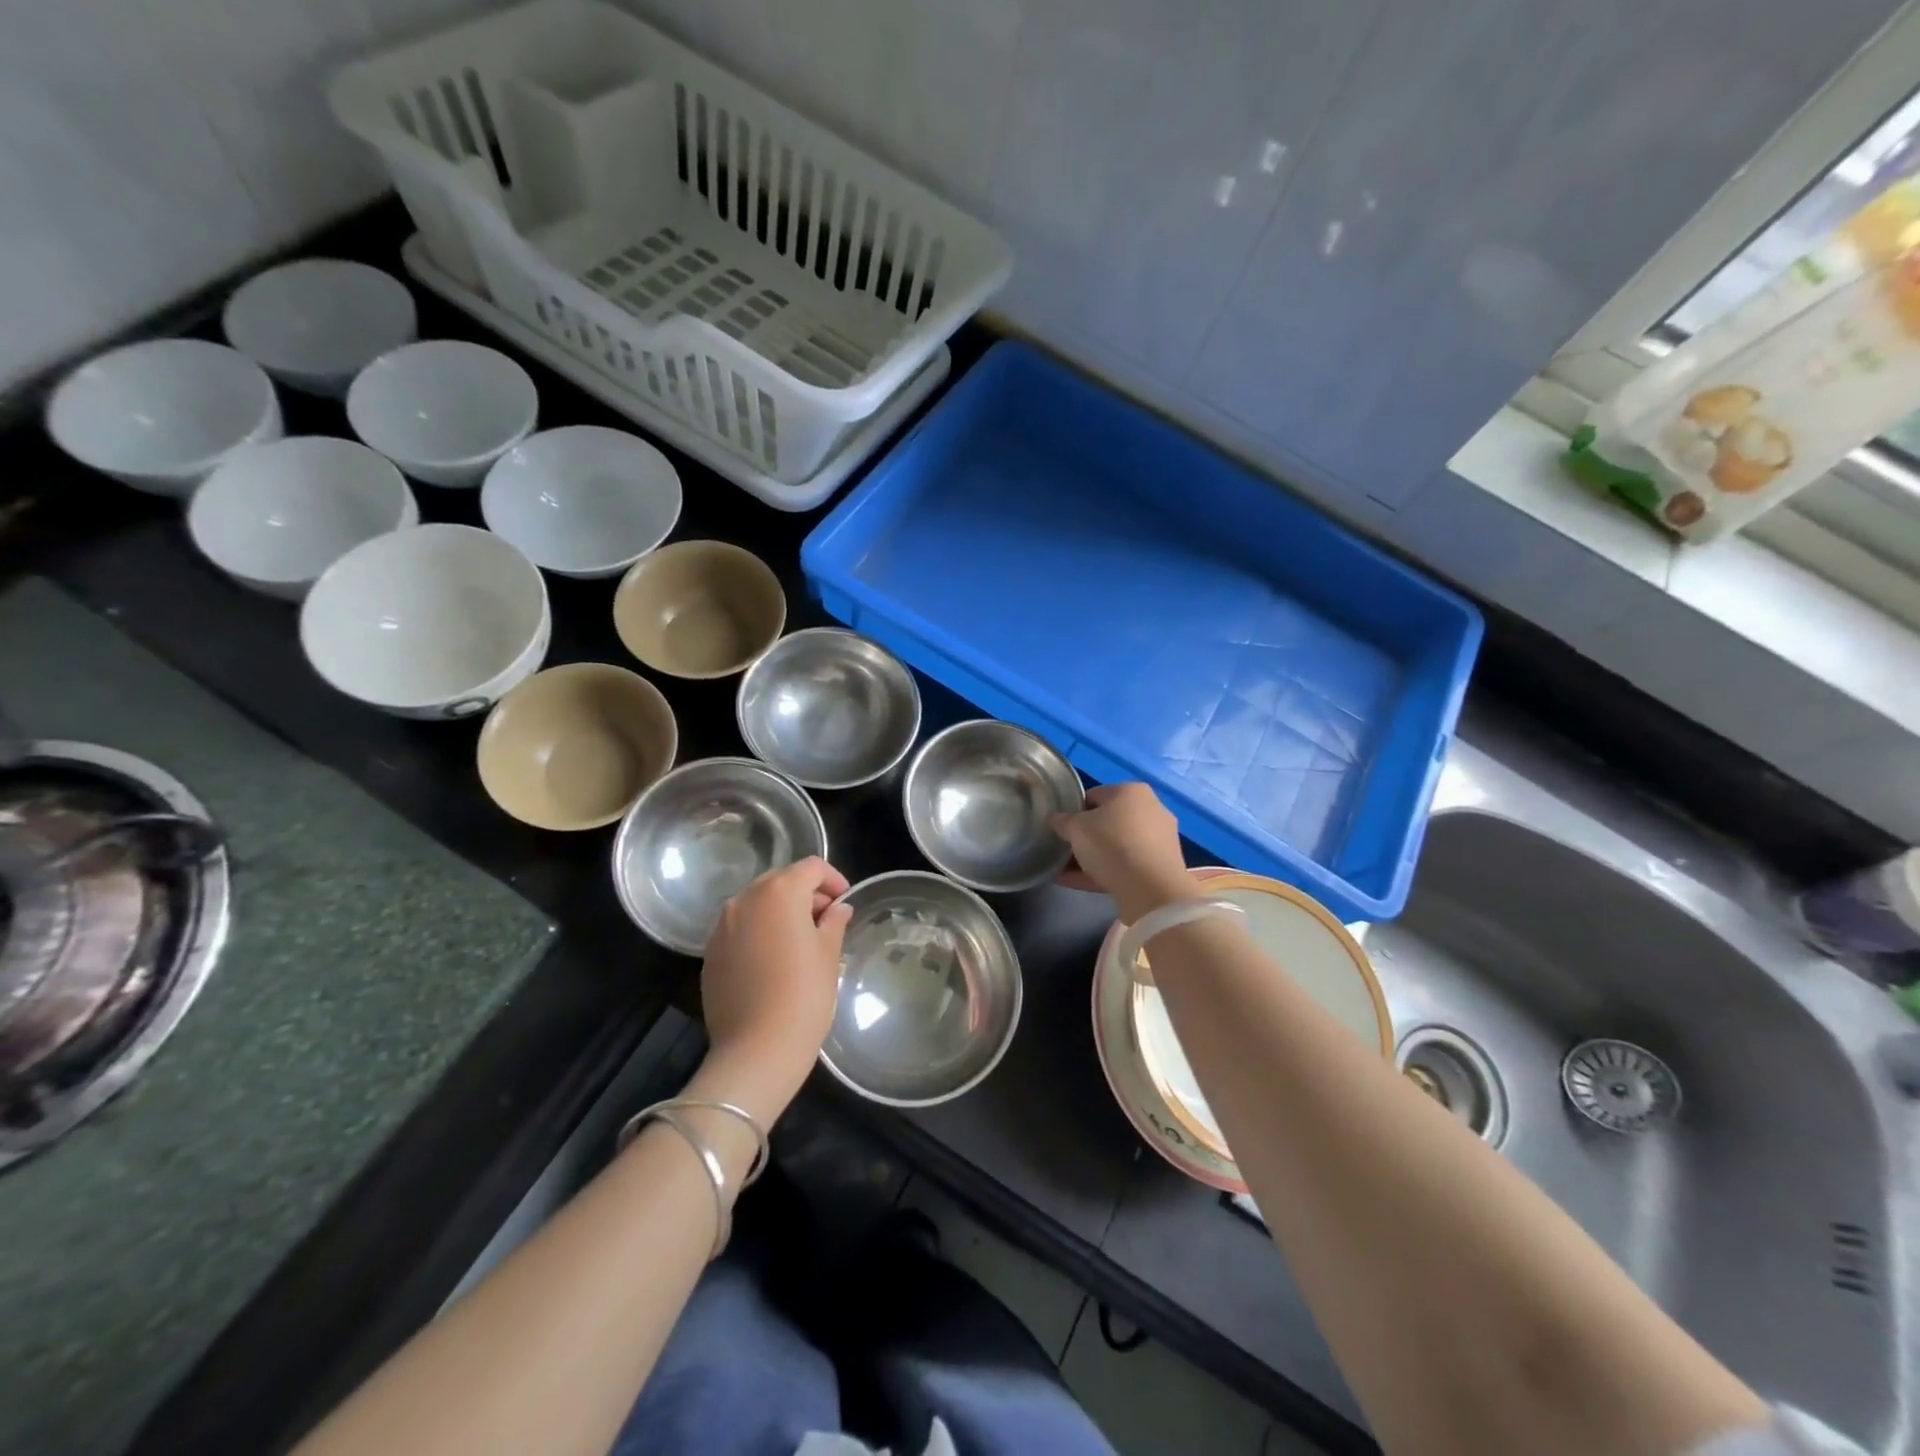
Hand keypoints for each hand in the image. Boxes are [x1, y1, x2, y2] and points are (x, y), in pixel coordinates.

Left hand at [698, 856, 852, 1112]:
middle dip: (805, 894)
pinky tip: (773, 960)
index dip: (833, 879)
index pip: (811, 867)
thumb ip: (834, 922)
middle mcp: (745, 899)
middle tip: (826, 920)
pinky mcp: (710, 953)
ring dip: (779, 912)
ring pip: (756, 904)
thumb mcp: (829, 955)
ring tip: (799, 941)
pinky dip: (758, 932)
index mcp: (779, 892)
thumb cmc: (804, 995)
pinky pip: (739, 928)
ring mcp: (722, 926)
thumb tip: (837, 909)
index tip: (844, 901)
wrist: (756, 1050)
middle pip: (780, 881)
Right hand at [1051, 783, 1198, 922]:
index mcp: (1132, 791)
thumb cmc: (1111, 843)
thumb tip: (1057, 820)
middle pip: (1107, 822)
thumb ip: (1063, 821)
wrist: (1151, 888)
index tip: (1061, 827)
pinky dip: (1102, 872)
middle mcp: (1150, 810)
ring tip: (1065, 871)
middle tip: (1064, 849)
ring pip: (1116, 846)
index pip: (1094, 795)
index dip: (1073, 810)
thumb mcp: (1076, 828)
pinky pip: (1125, 866)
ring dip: (1092, 857)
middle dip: (1084, 836)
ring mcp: (1158, 840)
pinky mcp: (1160, 867)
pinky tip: (1077, 883)